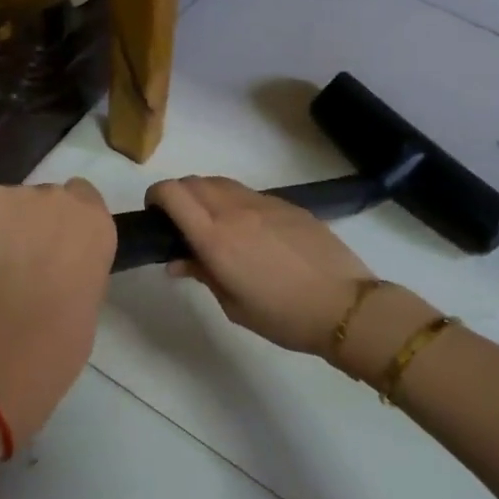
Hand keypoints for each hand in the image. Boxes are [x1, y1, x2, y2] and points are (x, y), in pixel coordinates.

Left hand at [0, 179, 116, 443]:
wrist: (15, 332)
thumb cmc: (63, 334)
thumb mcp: (89, 295)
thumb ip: (77, 268)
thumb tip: (56, 272)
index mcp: (97, 224)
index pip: (83, 197)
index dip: (63, 221)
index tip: (53, 245)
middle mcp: (64, 198)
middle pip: (44, 198)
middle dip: (32, 222)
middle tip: (18, 259)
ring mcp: (23, 195)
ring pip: (8, 204)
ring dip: (1, 226)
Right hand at [145, 176, 376, 363]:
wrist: (343, 304)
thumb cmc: (283, 316)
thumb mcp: (234, 305)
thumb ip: (203, 275)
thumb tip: (178, 262)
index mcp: (215, 237)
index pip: (173, 193)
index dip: (156, 195)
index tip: (154, 214)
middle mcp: (235, 210)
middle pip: (194, 182)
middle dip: (178, 195)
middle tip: (180, 223)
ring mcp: (264, 203)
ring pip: (221, 183)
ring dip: (206, 195)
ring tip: (212, 223)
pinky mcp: (287, 204)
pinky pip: (249, 193)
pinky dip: (235, 202)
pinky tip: (248, 230)